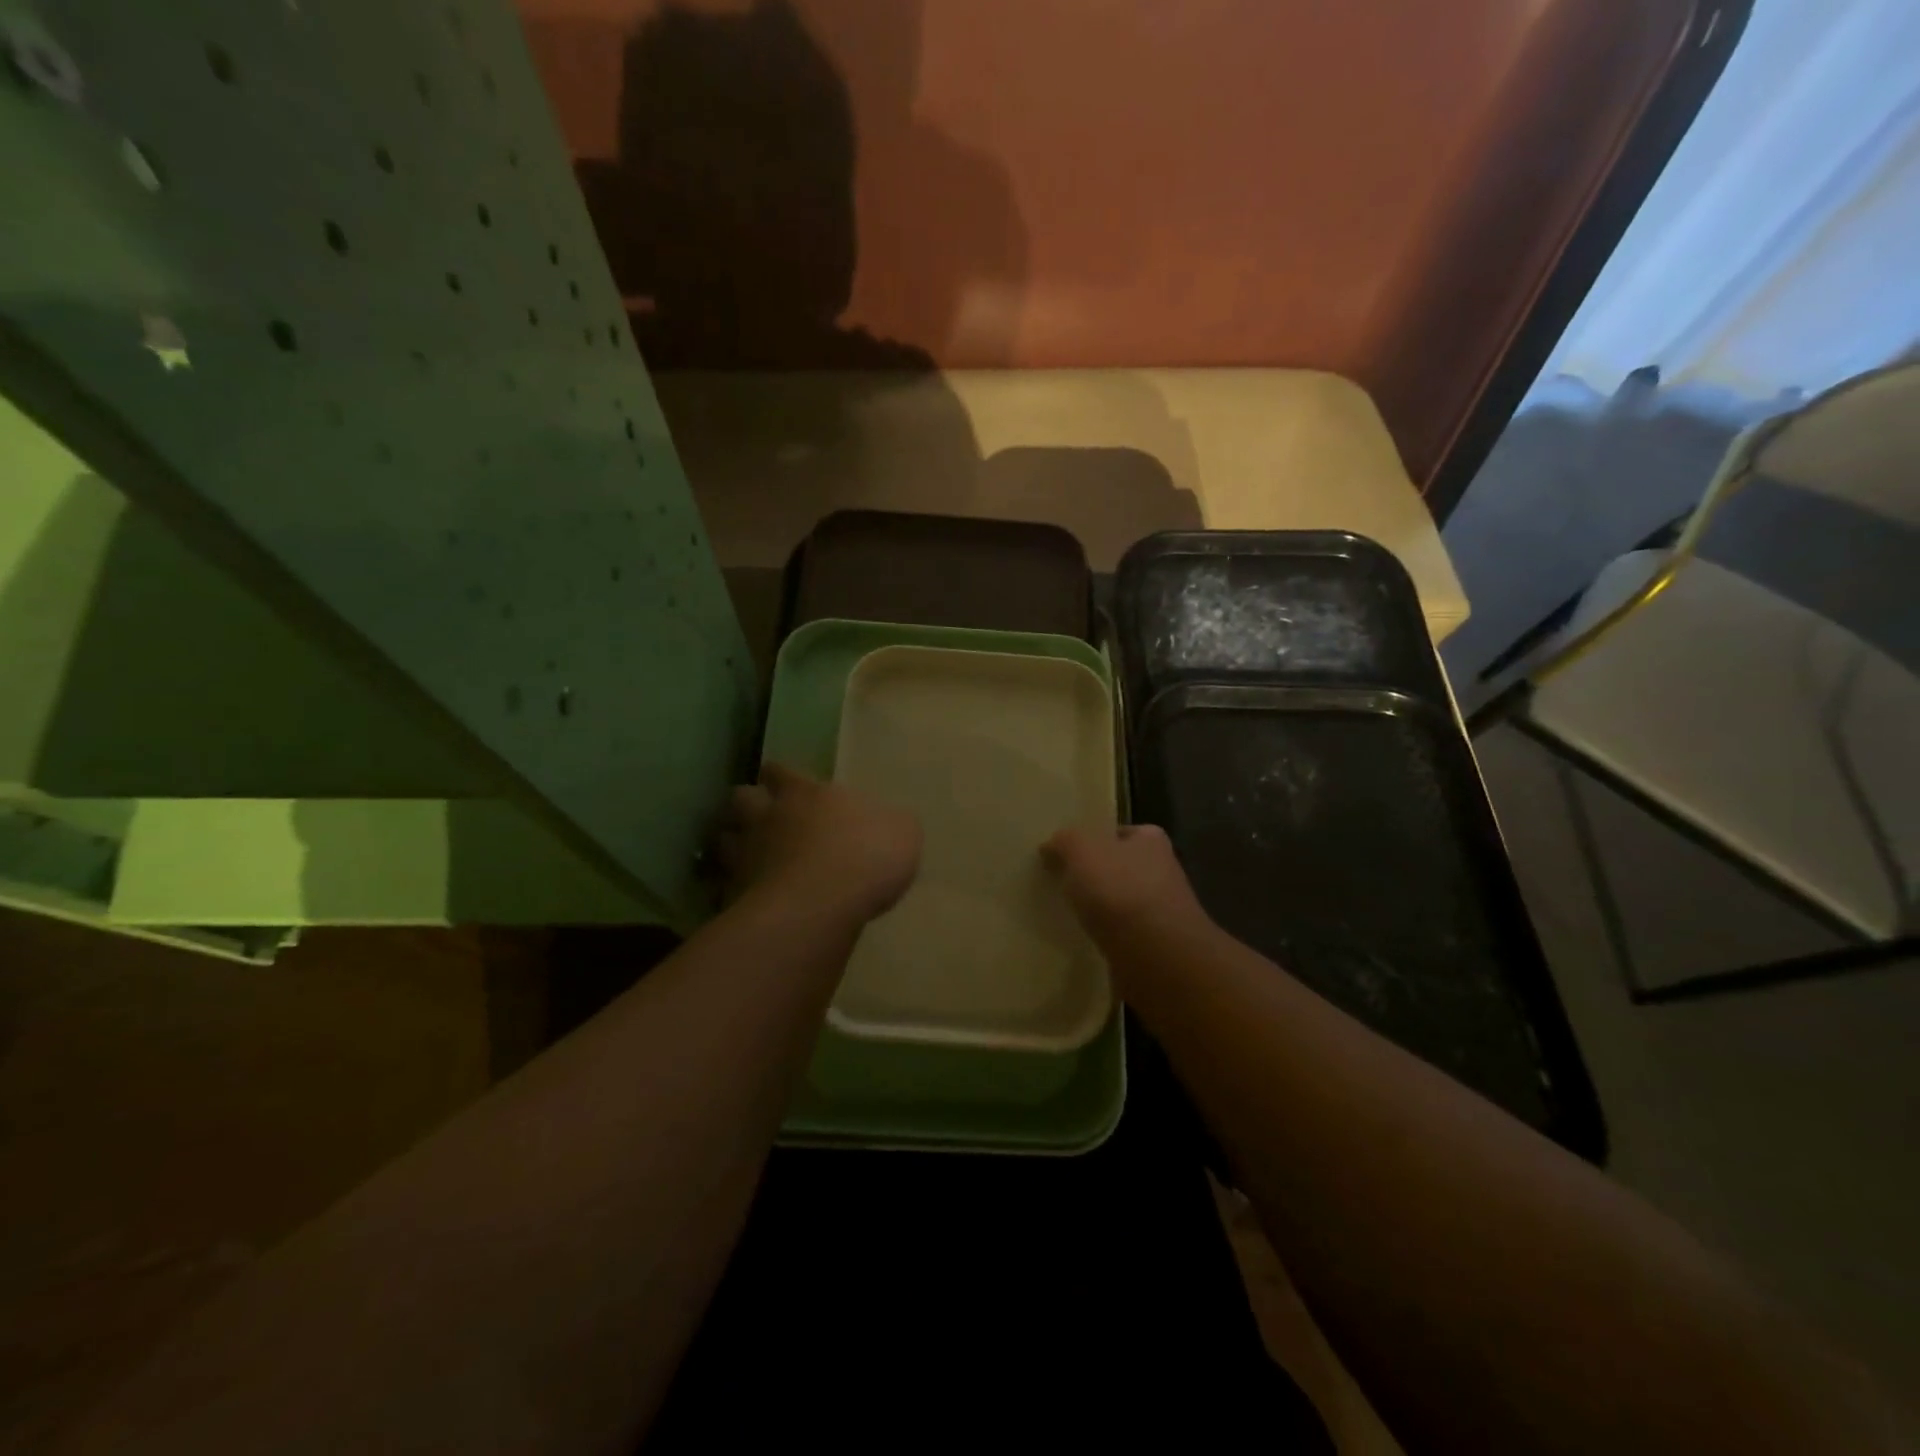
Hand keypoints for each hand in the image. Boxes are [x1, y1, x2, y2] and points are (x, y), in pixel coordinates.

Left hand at [716, 762, 921, 923]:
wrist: (821, 906)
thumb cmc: (867, 856)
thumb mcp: (902, 831)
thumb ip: (886, 823)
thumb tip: (883, 824)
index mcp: (806, 792)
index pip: (780, 771)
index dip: (780, 777)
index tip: (784, 783)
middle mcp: (768, 816)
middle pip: (741, 797)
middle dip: (748, 804)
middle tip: (763, 818)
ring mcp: (746, 855)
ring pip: (724, 838)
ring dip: (735, 844)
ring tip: (749, 857)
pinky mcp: (735, 894)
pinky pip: (726, 884)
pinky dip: (734, 888)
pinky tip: (750, 898)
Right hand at [1041, 823, 1206, 942]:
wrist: (1157, 957)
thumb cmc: (1120, 890)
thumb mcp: (1082, 851)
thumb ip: (1065, 842)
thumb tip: (1051, 846)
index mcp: (1151, 840)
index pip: (1120, 832)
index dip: (1094, 839)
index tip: (1068, 853)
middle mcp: (1163, 871)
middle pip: (1121, 867)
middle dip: (1096, 875)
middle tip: (1062, 883)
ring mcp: (1162, 912)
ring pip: (1122, 902)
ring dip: (1101, 909)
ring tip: (1069, 914)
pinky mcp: (1156, 947)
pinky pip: (1123, 934)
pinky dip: (1107, 936)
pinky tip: (1086, 941)